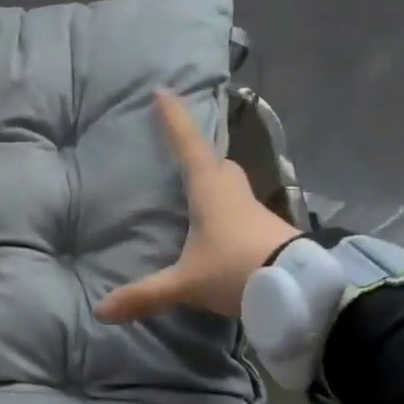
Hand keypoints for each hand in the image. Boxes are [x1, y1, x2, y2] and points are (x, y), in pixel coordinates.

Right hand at [95, 89, 301, 321]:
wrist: (303, 291)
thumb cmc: (236, 270)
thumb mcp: (186, 284)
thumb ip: (145, 295)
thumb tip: (100, 312)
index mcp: (209, 189)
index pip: (188, 144)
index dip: (174, 117)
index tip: (163, 91)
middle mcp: (233, 191)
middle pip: (218, 162)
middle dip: (201, 153)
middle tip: (184, 153)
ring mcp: (256, 210)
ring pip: (233, 186)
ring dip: (218, 183)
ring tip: (199, 196)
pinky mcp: (271, 230)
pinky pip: (244, 211)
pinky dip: (230, 212)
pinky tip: (222, 231)